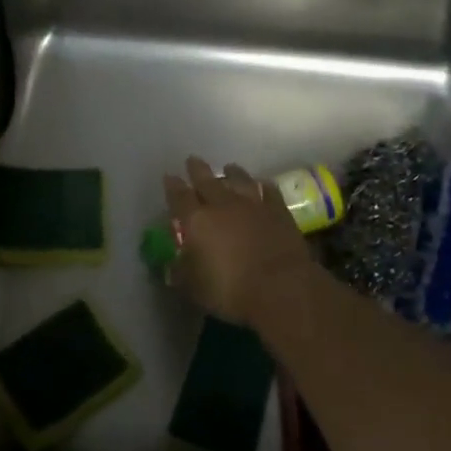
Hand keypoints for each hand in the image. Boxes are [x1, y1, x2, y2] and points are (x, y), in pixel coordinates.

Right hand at [163, 158, 316, 326]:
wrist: (281, 287)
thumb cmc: (231, 290)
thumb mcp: (194, 288)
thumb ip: (181, 273)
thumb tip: (171, 266)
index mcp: (196, 220)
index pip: (179, 197)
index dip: (172, 186)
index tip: (169, 176)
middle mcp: (222, 205)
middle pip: (206, 180)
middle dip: (197, 169)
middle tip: (193, 160)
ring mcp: (253, 205)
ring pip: (239, 180)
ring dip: (232, 173)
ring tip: (228, 167)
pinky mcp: (278, 211)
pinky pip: (270, 191)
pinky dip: (263, 186)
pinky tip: (263, 184)